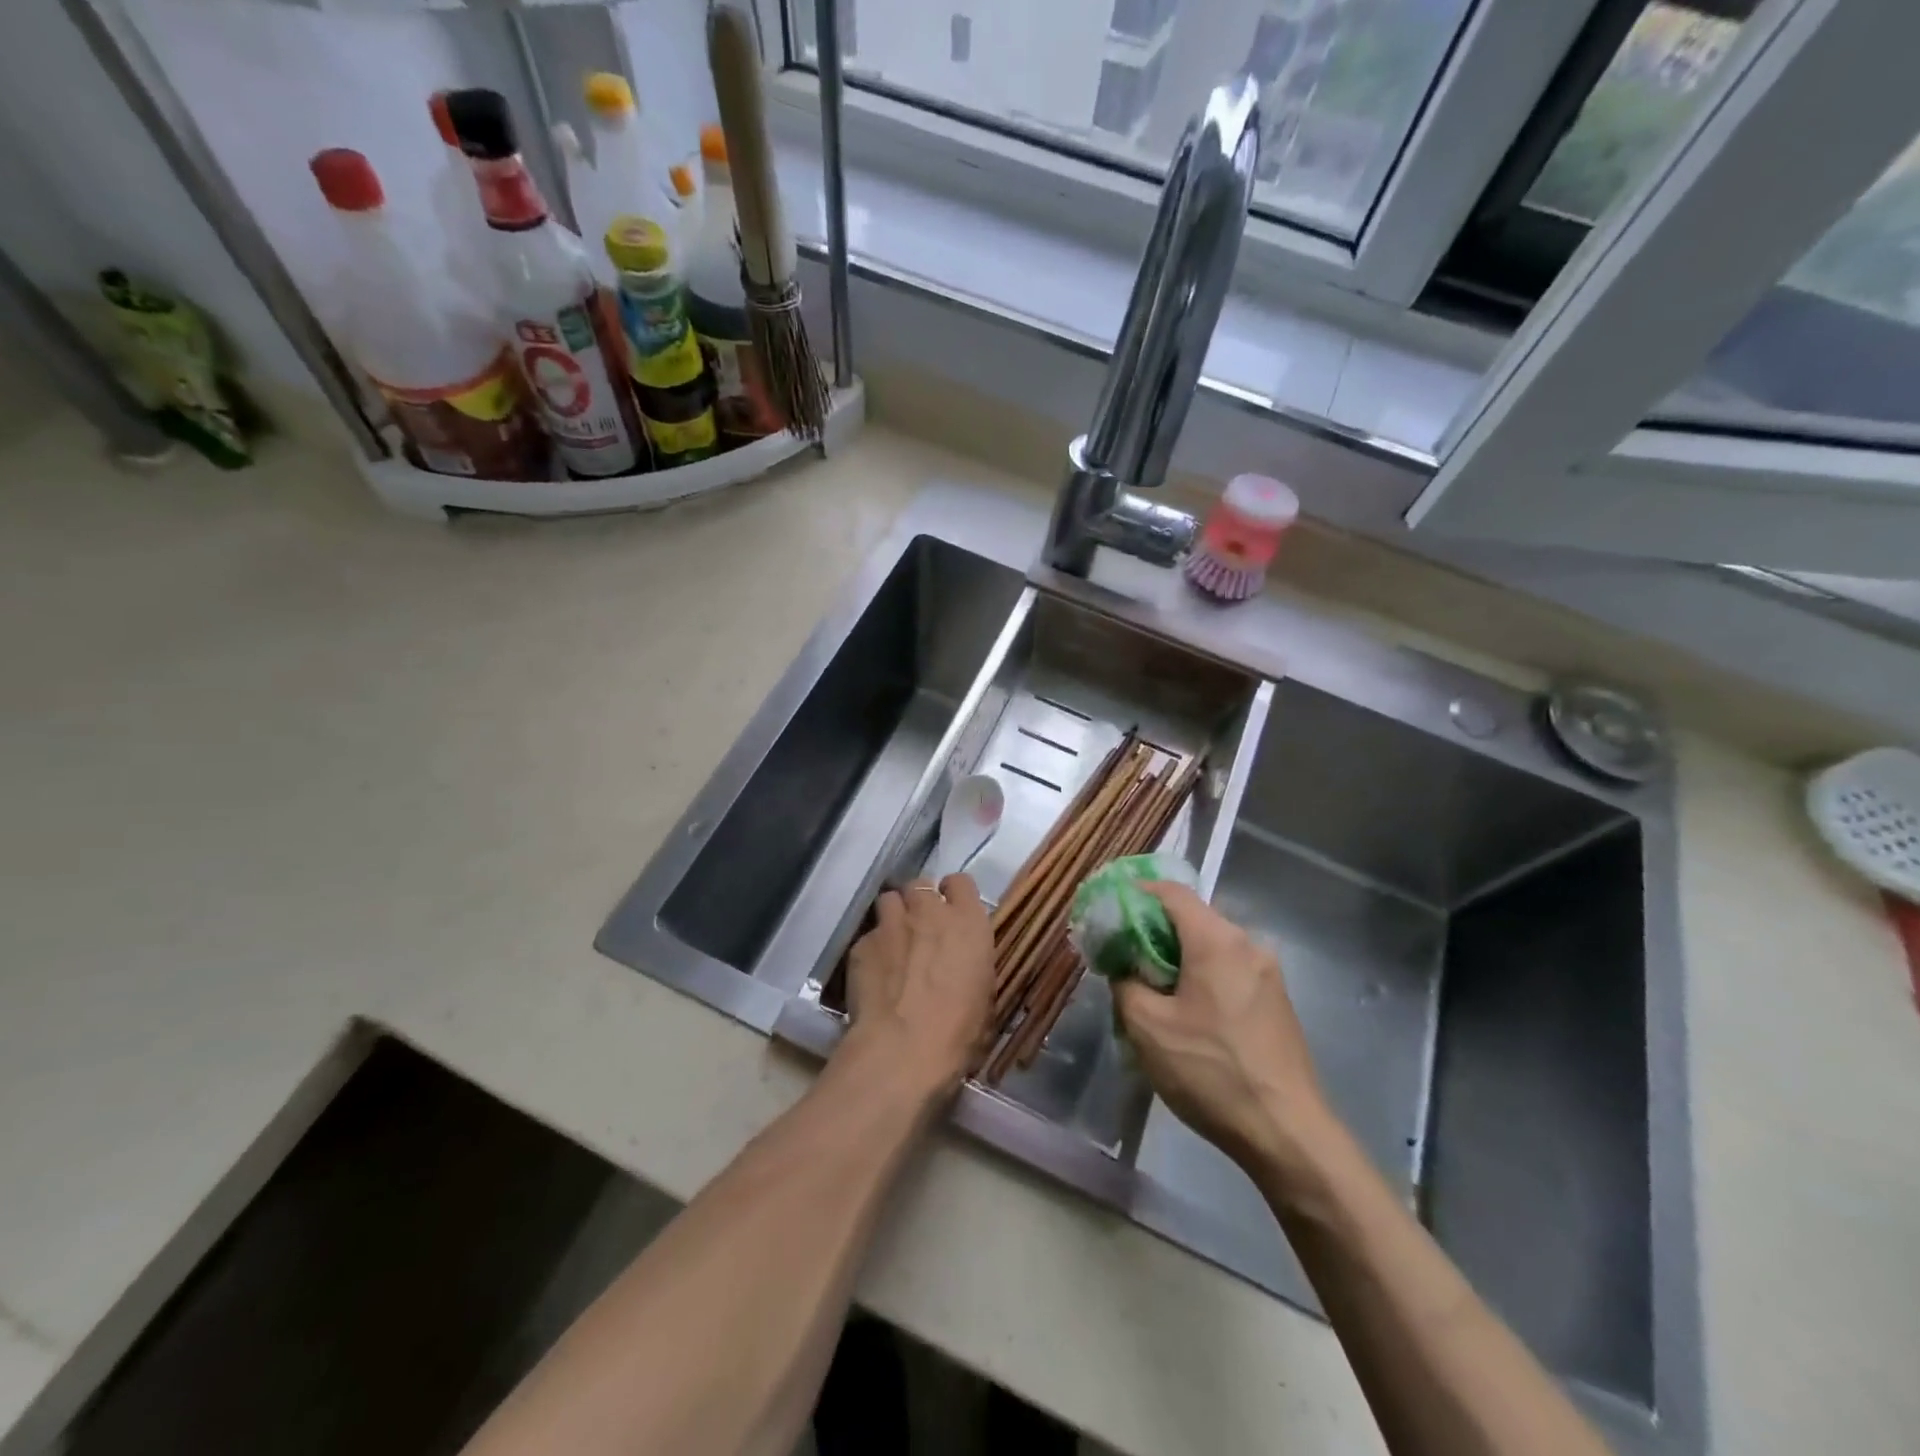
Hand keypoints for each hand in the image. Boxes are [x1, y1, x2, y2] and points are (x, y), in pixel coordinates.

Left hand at [840, 875, 994, 1100]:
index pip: (961, 882)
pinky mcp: (861, 943)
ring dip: (894, 915)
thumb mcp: (984, 995)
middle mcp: (929, 911)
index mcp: (968, 921)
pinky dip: (872, 949)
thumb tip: (961, 966)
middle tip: (921, 928)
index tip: (951, 913)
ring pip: (889, 900)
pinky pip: (869, 935)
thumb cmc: (959, 1030)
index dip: (953, 895)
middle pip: (920, 884)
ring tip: (894, 942)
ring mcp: (891, 923)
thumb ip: (971, 964)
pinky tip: (874, 974)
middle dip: (920, 901)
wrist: (903, 1048)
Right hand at [1114, 882, 1329, 1171]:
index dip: (1135, 893)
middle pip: (1191, 918)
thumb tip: (1125, 968)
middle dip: (1153, 931)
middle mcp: (1247, 944)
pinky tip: (1186, 1013)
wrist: (1288, 1134)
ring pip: (1210, 947)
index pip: (1171, 891)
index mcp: (1216, 940)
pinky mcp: (1276, 1001)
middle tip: (1123, 957)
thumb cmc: (1211, 1072)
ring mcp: (1267, 973)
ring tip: (1150, 990)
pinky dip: (1201, 977)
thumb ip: (1125, 983)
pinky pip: (1228, 971)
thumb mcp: (1147, 1028)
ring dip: (1177, 958)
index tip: (1109, 911)